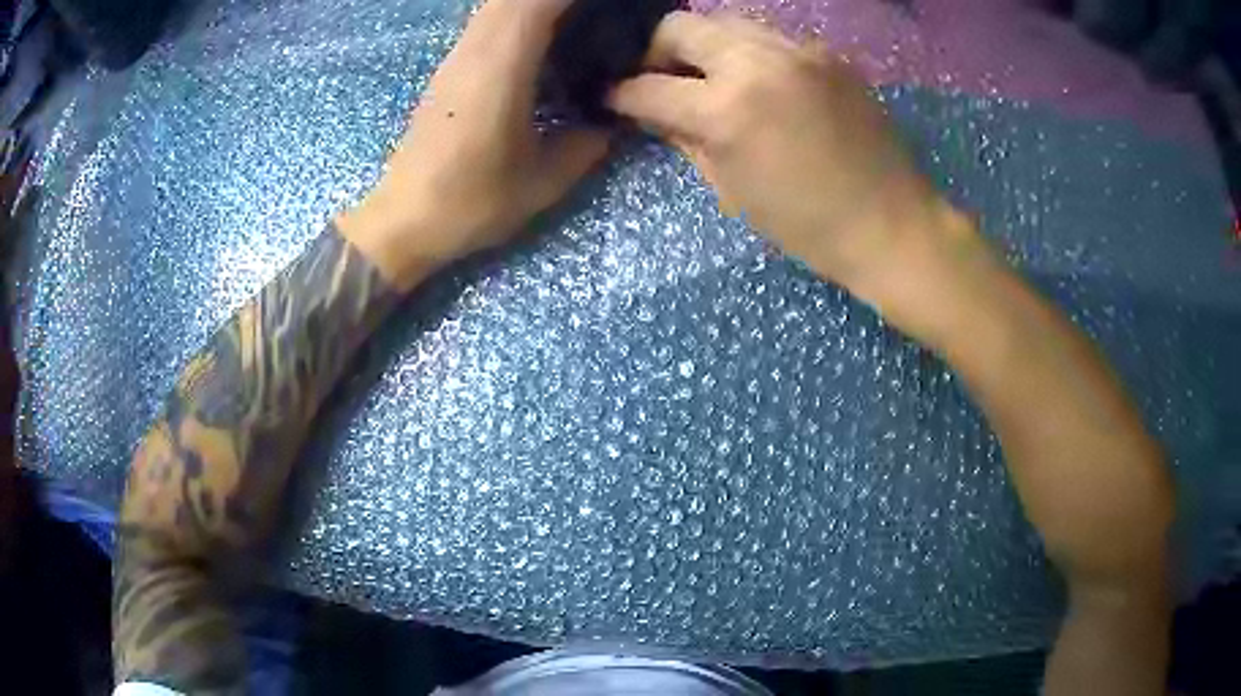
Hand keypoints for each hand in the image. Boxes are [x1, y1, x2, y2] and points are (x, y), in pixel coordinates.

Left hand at [338, 0, 609, 289]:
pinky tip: (541, 41)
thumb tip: (613, 124)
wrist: (403, 221)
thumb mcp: (541, 182)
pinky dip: (516, 17)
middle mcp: (475, 50)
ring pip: (496, 6)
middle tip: (595, 15)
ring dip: (535, 5)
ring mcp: (456, 59)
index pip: (537, 2)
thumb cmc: (470, 202)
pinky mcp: (448, 72)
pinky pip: (486, 24)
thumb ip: (586, 147)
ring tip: (573, 23)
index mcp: (500, 67)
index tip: (606, 6)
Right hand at [609, 12, 983, 312]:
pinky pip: (769, 37)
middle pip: (679, 25)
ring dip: (704, 46)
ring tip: (710, 79)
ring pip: (725, 21)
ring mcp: (797, 49)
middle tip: (662, 81)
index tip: (614, 99)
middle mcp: (757, 61)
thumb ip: (683, 139)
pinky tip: (758, 83)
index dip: (621, 93)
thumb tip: (652, 112)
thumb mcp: (731, 190)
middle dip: (656, 51)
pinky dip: (749, 53)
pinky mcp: (826, 52)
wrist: (891, 224)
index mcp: (726, 109)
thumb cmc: (807, 225)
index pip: (648, 85)